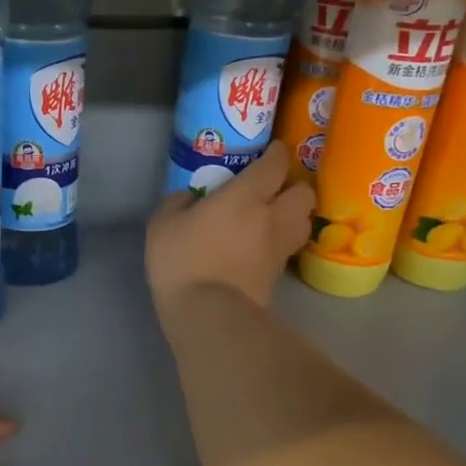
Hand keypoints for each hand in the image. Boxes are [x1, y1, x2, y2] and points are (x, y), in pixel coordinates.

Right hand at [146, 141, 314, 313]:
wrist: (209, 314)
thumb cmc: (183, 262)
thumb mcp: (162, 226)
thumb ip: (177, 203)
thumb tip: (188, 198)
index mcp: (246, 196)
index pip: (275, 164)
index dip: (276, 153)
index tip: (270, 150)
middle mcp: (272, 217)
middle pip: (303, 192)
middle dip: (293, 186)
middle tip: (273, 190)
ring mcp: (279, 249)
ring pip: (303, 222)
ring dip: (294, 215)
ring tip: (274, 218)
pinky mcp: (278, 277)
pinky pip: (288, 249)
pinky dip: (281, 243)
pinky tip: (262, 247)